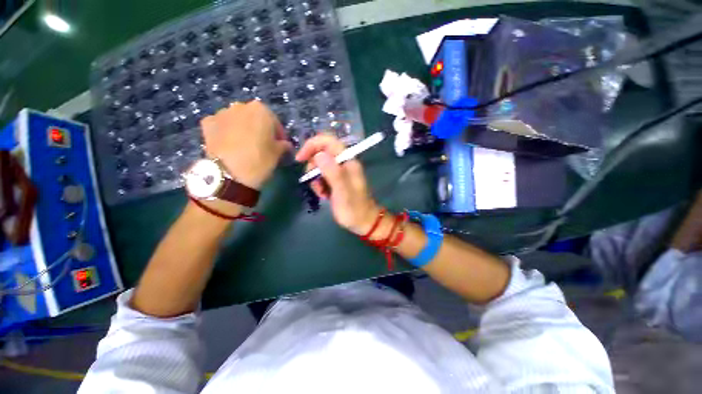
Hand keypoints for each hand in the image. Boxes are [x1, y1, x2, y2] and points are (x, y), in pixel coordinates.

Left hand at [200, 101, 291, 188]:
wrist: (229, 174)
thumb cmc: (260, 160)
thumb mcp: (279, 154)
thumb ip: (284, 145)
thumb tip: (285, 145)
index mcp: (261, 110)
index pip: (275, 122)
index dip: (279, 134)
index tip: (281, 145)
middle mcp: (240, 106)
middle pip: (254, 118)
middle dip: (260, 129)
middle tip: (263, 144)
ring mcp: (221, 113)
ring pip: (237, 120)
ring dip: (242, 129)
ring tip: (245, 145)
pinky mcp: (207, 124)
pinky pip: (221, 125)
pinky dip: (226, 132)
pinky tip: (229, 144)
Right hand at [295, 135, 379, 234]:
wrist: (362, 221)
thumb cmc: (354, 208)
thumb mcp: (343, 191)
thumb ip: (333, 173)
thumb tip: (318, 154)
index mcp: (347, 160)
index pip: (328, 141)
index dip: (312, 145)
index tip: (300, 159)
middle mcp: (343, 163)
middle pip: (321, 153)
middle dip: (313, 167)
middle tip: (316, 183)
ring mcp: (339, 172)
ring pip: (319, 166)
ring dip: (316, 179)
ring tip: (323, 193)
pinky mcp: (335, 180)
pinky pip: (321, 176)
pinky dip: (319, 185)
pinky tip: (325, 195)